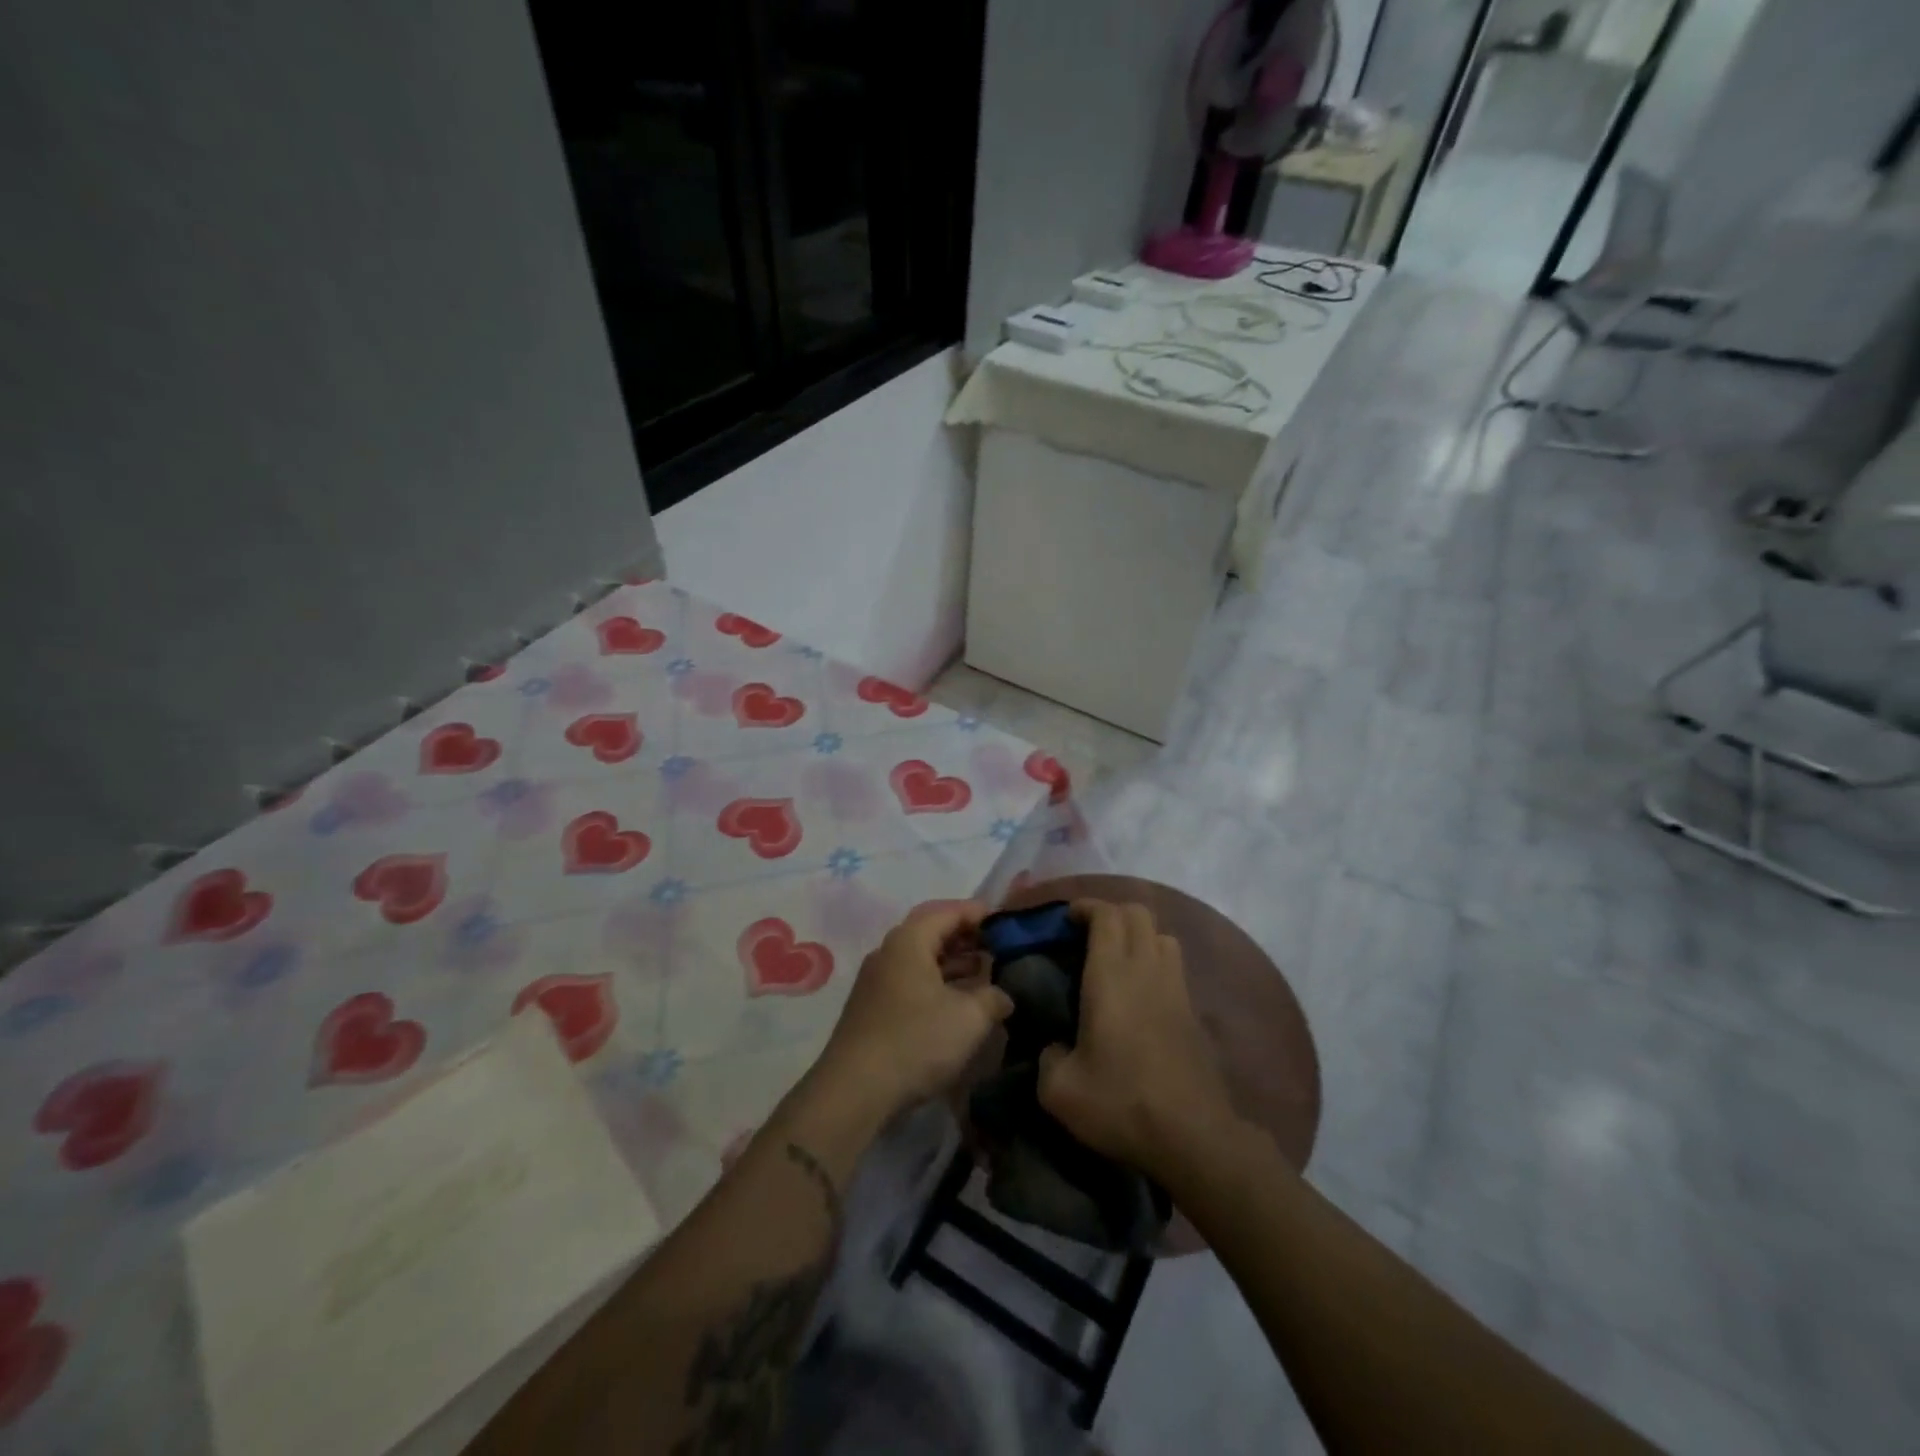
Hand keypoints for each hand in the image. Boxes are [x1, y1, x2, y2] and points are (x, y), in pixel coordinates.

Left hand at [817, 901, 1013, 1122]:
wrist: (855, 1091)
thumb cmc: (916, 1041)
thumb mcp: (969, 1018)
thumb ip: (993, 998)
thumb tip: (1003, 996)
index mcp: (909, 940)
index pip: (948, 911)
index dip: (979, 913)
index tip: (1006, 921)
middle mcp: (888, 952)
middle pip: (931, 932)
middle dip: (966, 937)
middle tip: (998, 947)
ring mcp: (877, 981)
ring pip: (921, 959)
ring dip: (952, 963)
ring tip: (985, 975)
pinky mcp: (873, 1008)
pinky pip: (911, 981)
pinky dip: (937, 983)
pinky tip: (958, 1003)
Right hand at [1037, 899, 1238, 1180]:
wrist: (1192, 1138)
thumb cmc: (1121, 1103)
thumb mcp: (1060, 1090)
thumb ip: (1046, 1057)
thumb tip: (1053, 1046)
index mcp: (1111, 976)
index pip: (1107, 915)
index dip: (1086, 906)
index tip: (1066, 918)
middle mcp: (1147, 970)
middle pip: (1138, 913)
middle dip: (1111, 913)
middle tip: (1086, 935)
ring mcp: (1176, 989)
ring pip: (1162, 935)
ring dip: (1138, 934)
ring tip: (1115, 958)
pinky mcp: (1193, 1013)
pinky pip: (1174, 966)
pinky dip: (1155, 961)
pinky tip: (1139, 992)